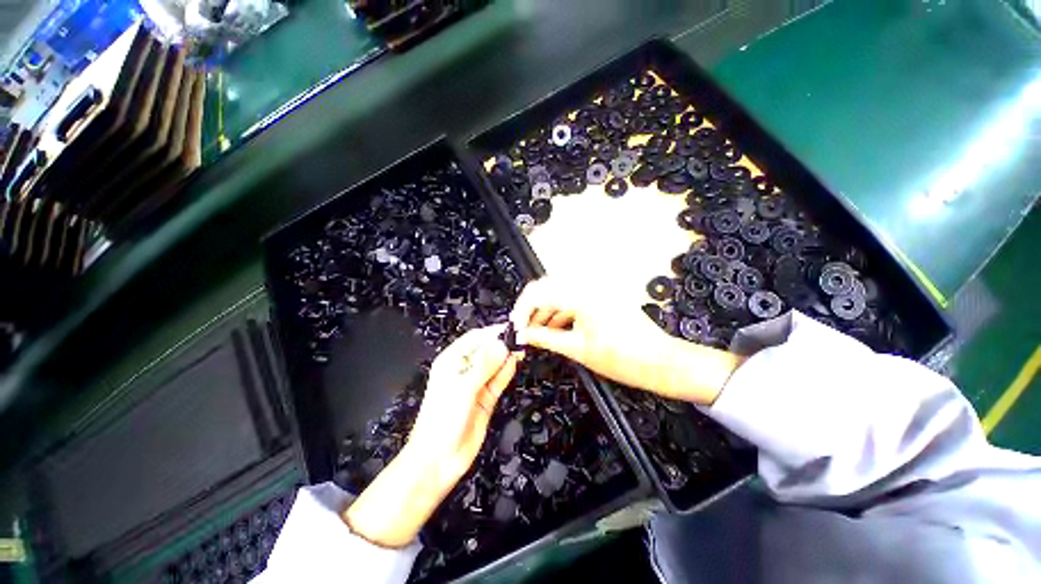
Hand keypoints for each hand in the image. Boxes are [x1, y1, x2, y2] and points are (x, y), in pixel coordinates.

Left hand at [408, 325, 521, 482]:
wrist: (438, 460)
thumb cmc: (442, 419)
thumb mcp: (463, 387)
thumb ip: (484, 365)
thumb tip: (501, 345)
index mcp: (451, 361)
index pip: (474, 338)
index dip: (492, 332)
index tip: (510, 328)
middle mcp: (464, 370)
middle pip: (486, 350)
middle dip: (502, 343)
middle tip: (520, 338)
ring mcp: (476, 384)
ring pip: (494, 365)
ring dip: (506, 356)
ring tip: (521, 347)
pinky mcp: (485, 398)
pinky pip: (498, 380)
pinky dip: (507, 371)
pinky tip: (515, 362)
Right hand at [510, 277, 742, 404]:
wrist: (661, 363)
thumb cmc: (624, 358)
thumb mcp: (577, 349)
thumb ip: (544, 338)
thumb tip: (522, 335)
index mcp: (581, 295)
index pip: (538, 293)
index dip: (521, 310)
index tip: (515, 328)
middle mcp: (587, 285)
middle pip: (546, 290)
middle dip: (532, 311)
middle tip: (524, 332)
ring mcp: (595, 290)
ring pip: (558, 295)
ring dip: (545, 313)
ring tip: (538, 335)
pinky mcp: (600, 298)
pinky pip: (572, 301)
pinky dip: (560, 314)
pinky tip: (555, 331)